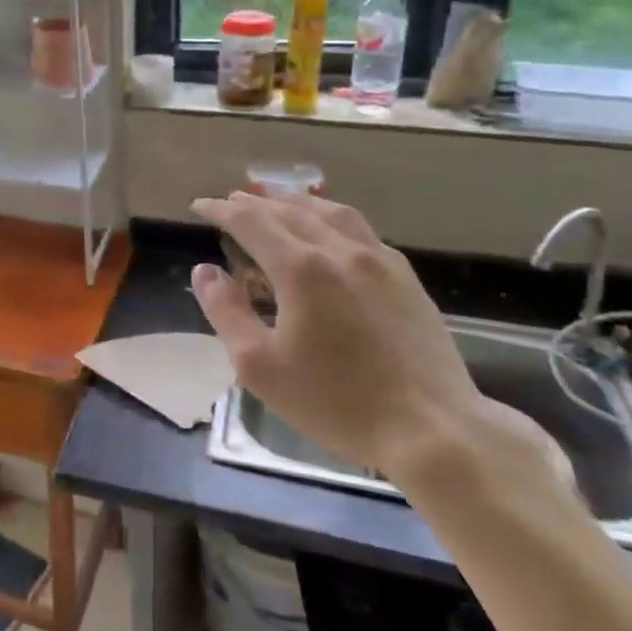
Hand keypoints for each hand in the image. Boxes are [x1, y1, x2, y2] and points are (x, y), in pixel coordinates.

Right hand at [190, 191, 484, 475]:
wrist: (431, 430)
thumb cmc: (335, 401)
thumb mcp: (259, 366)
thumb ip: (226, 312)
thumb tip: (206, 272)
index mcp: (300, 269)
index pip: (250, 221)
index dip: (221, 209)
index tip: (200, 206)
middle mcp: (339, 250)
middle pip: (288, 210)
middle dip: (254, 202)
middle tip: (231, 201)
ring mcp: (379, 260)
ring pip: (330, 212)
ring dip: (295, 202)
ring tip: (277, 201)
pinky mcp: (405, 277)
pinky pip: (360, 229)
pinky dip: (331, 217)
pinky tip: (330, 229)